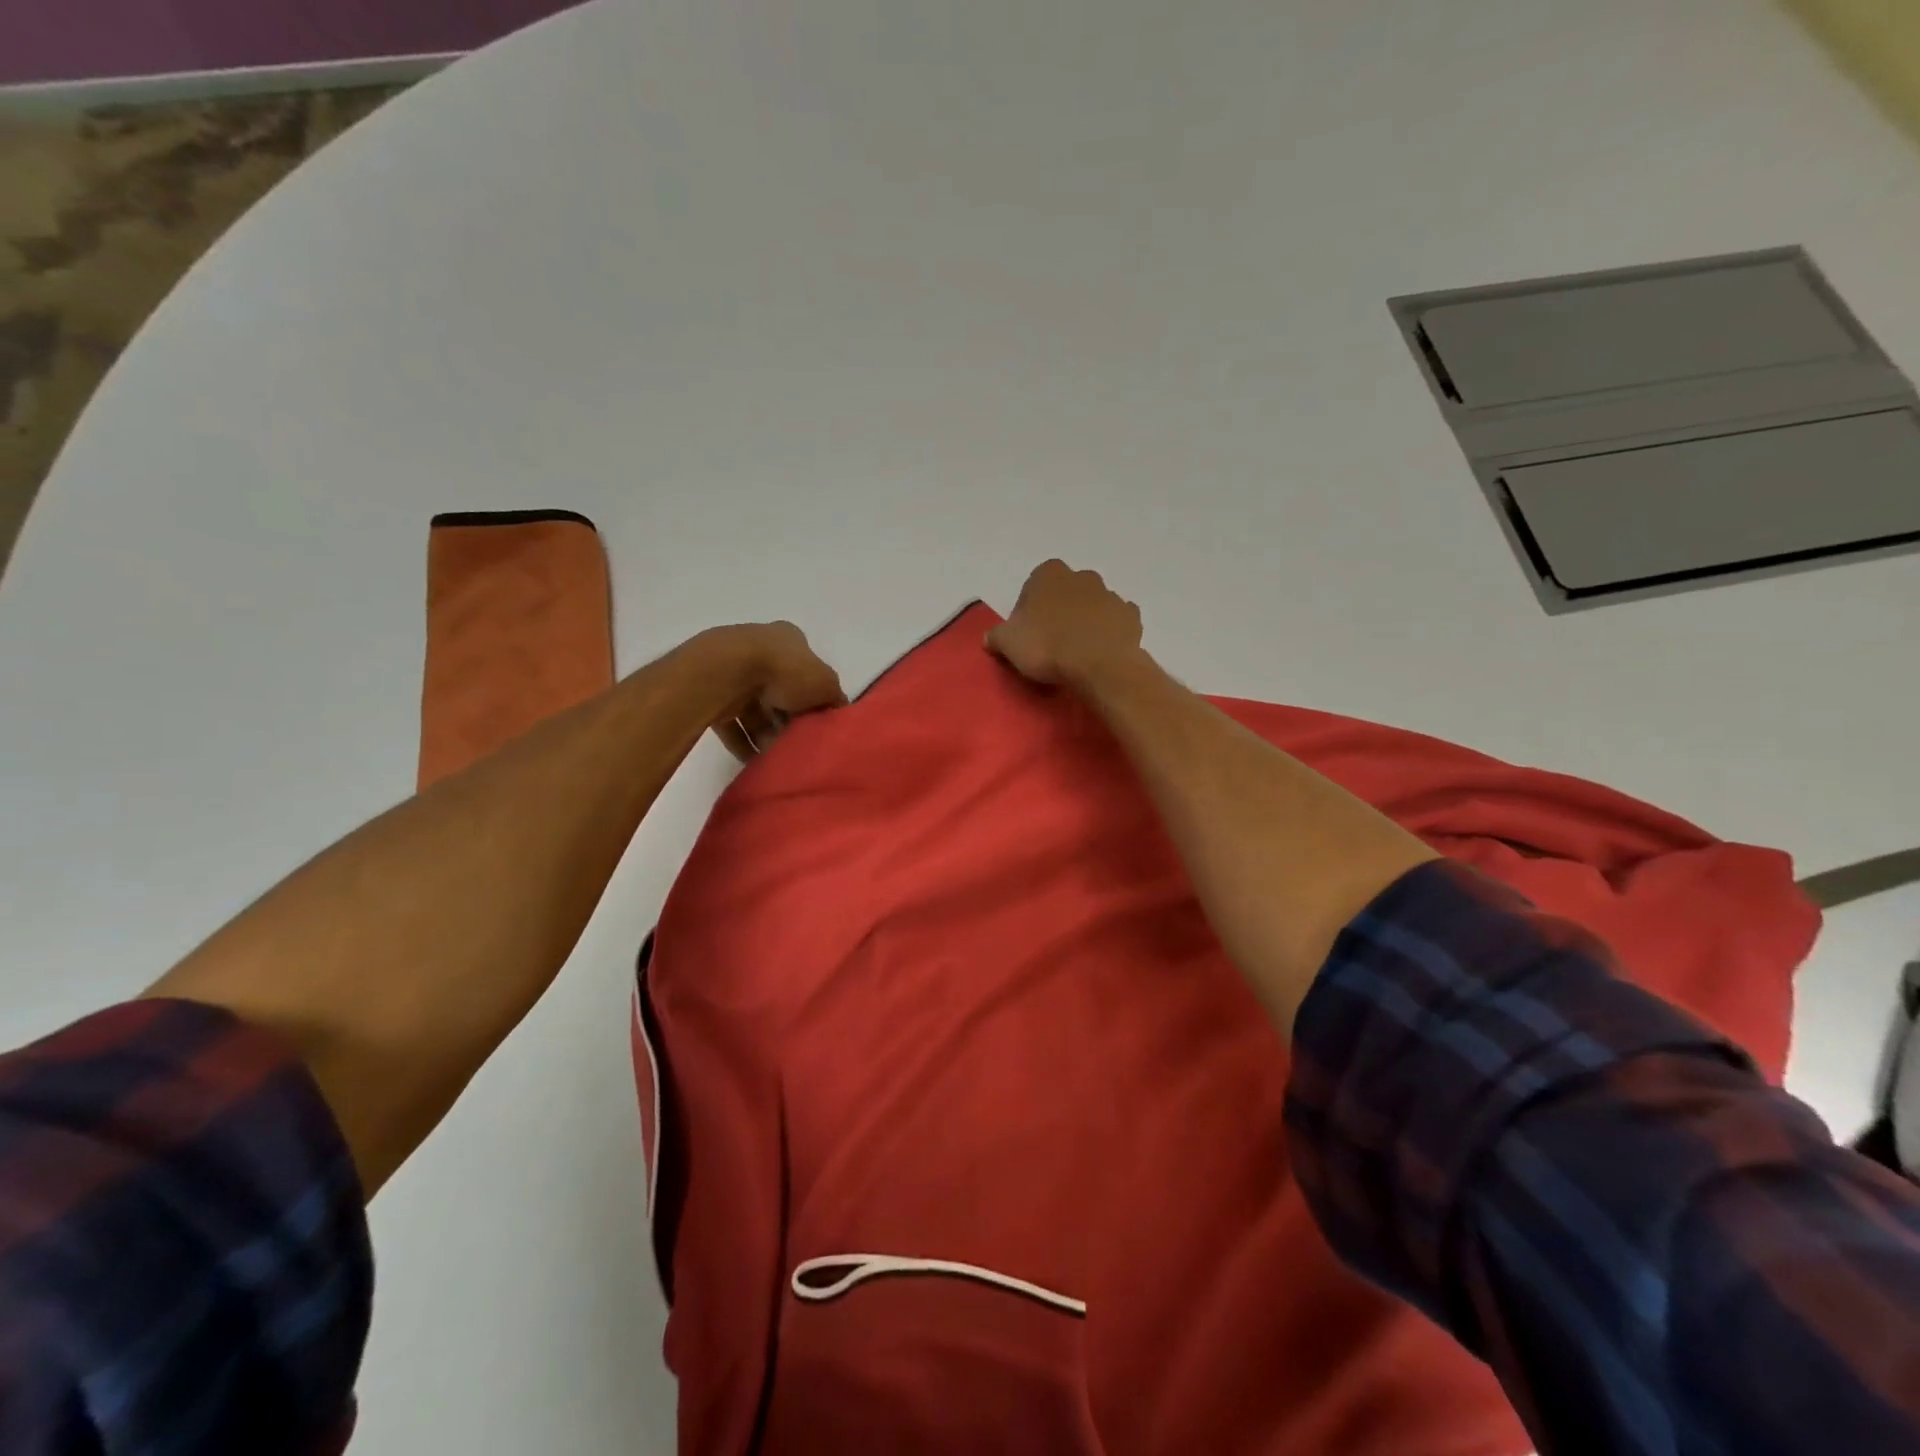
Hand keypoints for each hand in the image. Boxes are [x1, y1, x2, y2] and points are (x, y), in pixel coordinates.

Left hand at [705, 621, 846, 759]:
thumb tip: (837, 713)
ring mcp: (733, 671)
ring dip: (766, 734)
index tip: (818, 722)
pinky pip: (731, 722)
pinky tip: (753, 761)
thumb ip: (835, 698)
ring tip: (775, 757)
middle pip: (781, 692)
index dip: (815, 697)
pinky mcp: (712, 693)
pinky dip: (742, 742)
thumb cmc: (784, 671)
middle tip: (797, 743)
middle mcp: (761, 649)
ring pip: (755, 709)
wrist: (727, 672)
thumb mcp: (825, 684)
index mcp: (789, 639)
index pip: (808, 670)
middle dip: (789, 720)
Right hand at [986, 559, 1144, 688]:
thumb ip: (996, 636)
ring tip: (1076, 652)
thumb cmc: (1047, 647)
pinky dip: (1108, 632)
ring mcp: (1110, 594)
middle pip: (1064, 593)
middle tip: (1050, 643)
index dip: (1028, 611)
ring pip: (1091, 605)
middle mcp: (1081, 576)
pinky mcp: (1130, 616)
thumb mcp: (1007, 643)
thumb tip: (991, 638)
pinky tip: (1100, 652)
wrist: (1099, 666)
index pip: (1032, 587)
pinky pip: (1115, 621)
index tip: (1026, 634)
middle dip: (1058, 611)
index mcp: (1049, 574)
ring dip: (1084, 621)